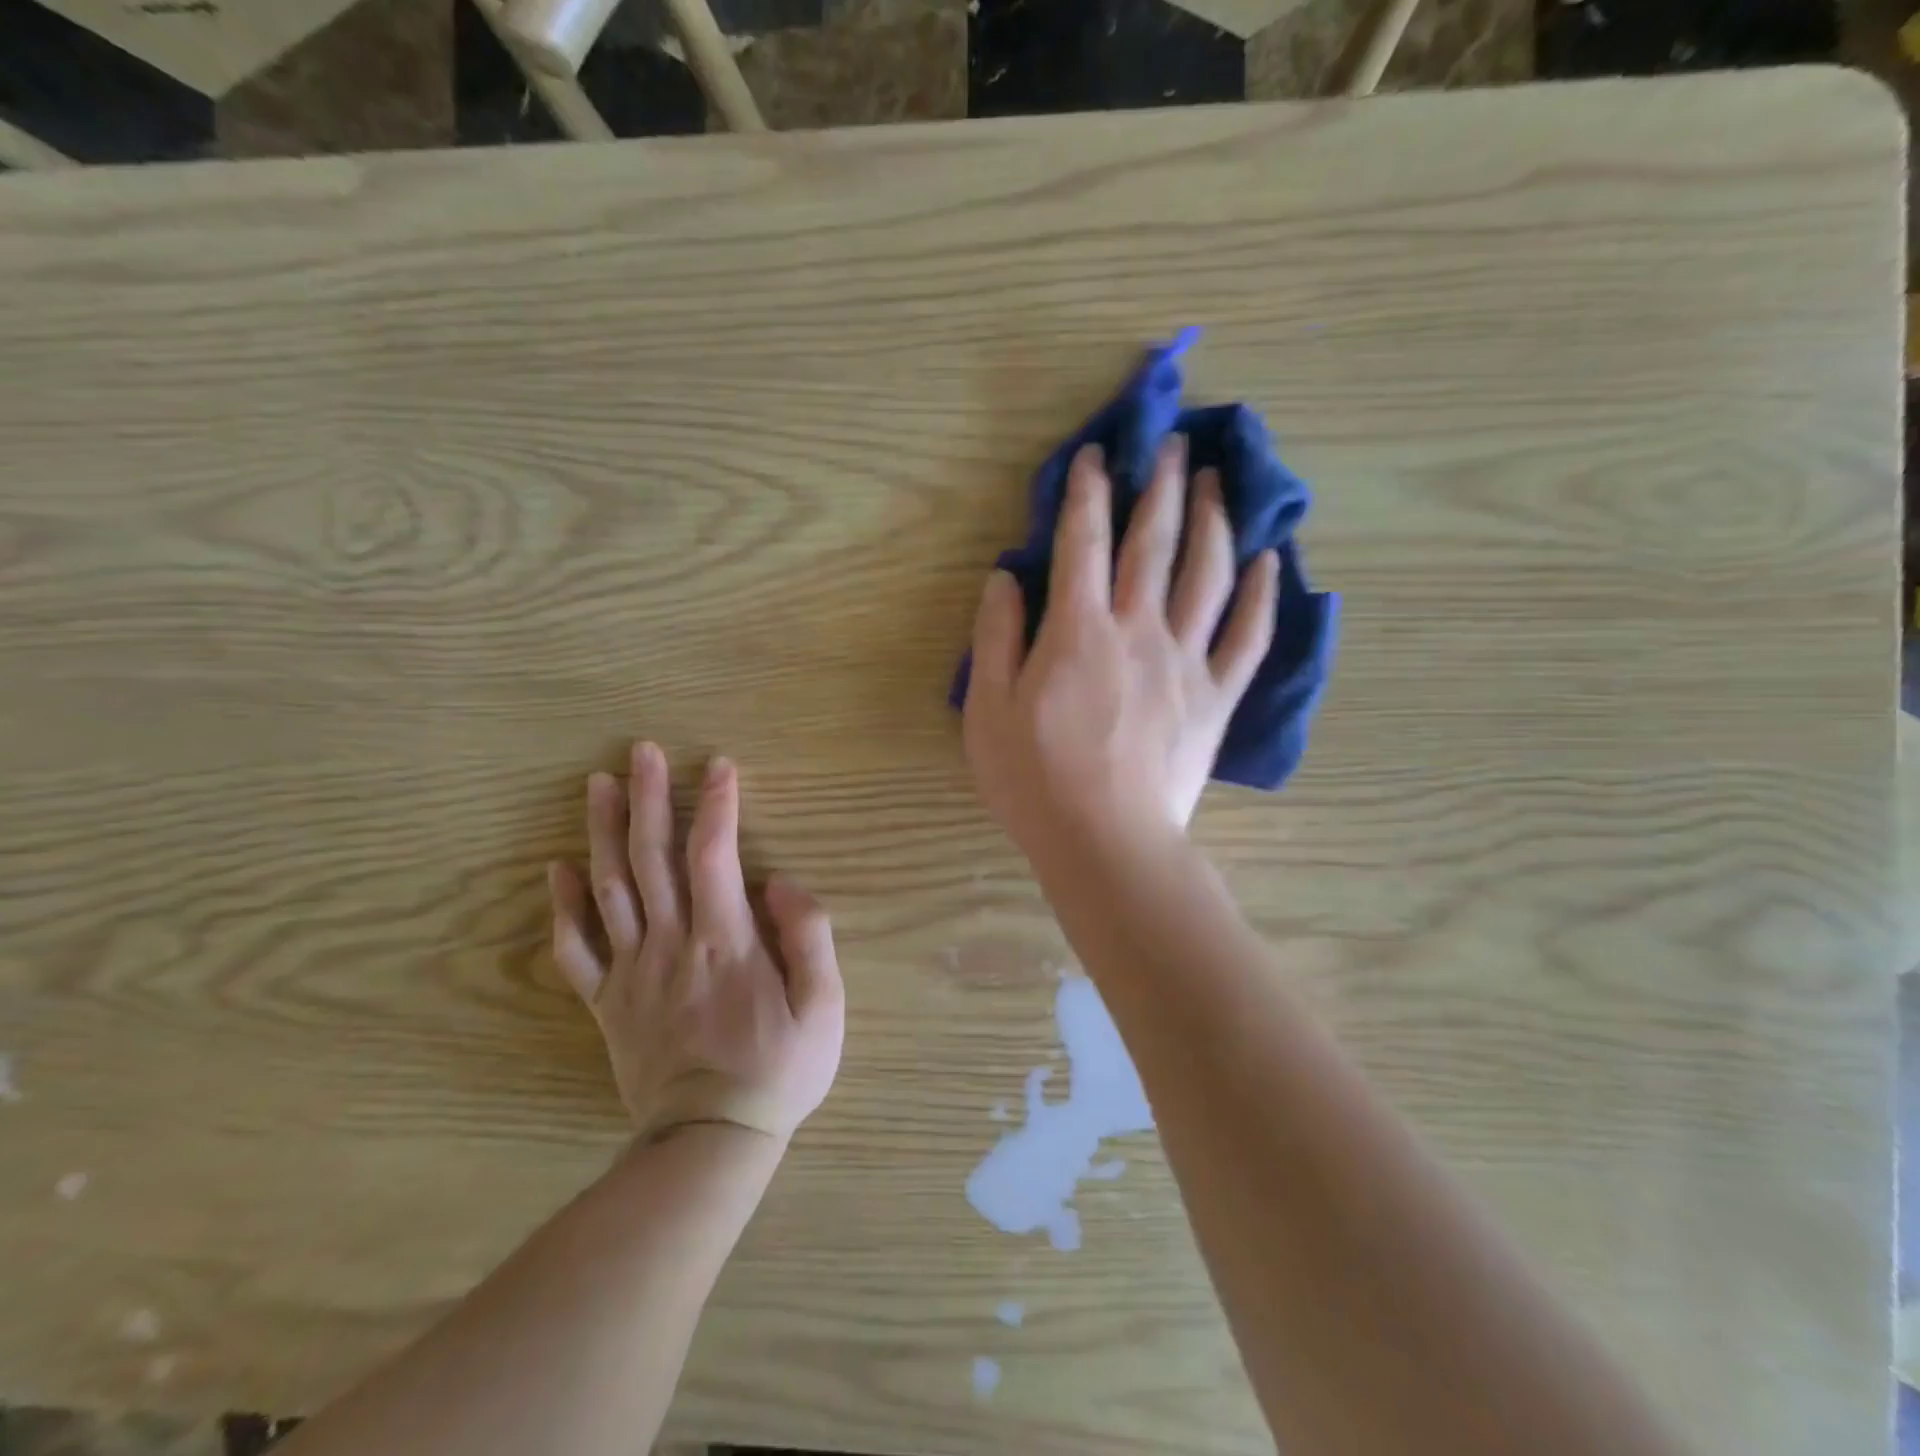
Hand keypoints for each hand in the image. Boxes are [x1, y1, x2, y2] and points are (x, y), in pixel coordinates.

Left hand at [547, 745, 844, 1145]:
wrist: (710, 1141)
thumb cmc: (779, 1069)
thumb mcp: (825, 1006)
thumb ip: (807, 936)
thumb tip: (777, 883)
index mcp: (724, 941)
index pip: (714, 853)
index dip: (716, 804)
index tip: (719, 764)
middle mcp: (670, 943)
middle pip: (651, 858)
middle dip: (647, 798)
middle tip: (640, 751)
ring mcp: (631, 972)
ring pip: (608, 889)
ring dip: (601, 832)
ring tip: (597, 785)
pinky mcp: (607, 1002)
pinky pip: (575, 950)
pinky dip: (562, 907)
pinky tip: (558, 869)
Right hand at [964, 438, 1277, 860]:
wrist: (1105, 843)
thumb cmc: (1034, 780)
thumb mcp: (987, 710)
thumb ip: (995, 638)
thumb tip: (1005, 578)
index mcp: (1078, 631)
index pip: (1083, 542)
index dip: (1087, 492)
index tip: (1096, 455)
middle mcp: (1138, 630)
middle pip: (1154, 543)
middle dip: (1162, 486)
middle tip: (1174, 445)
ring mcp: (1186, 661)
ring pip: (1208, 575)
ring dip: (1215, 521)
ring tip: (1220, 483)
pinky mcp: (1217, 697)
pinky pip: (1249, 636)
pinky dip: (1262, 594)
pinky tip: (1270, 560)